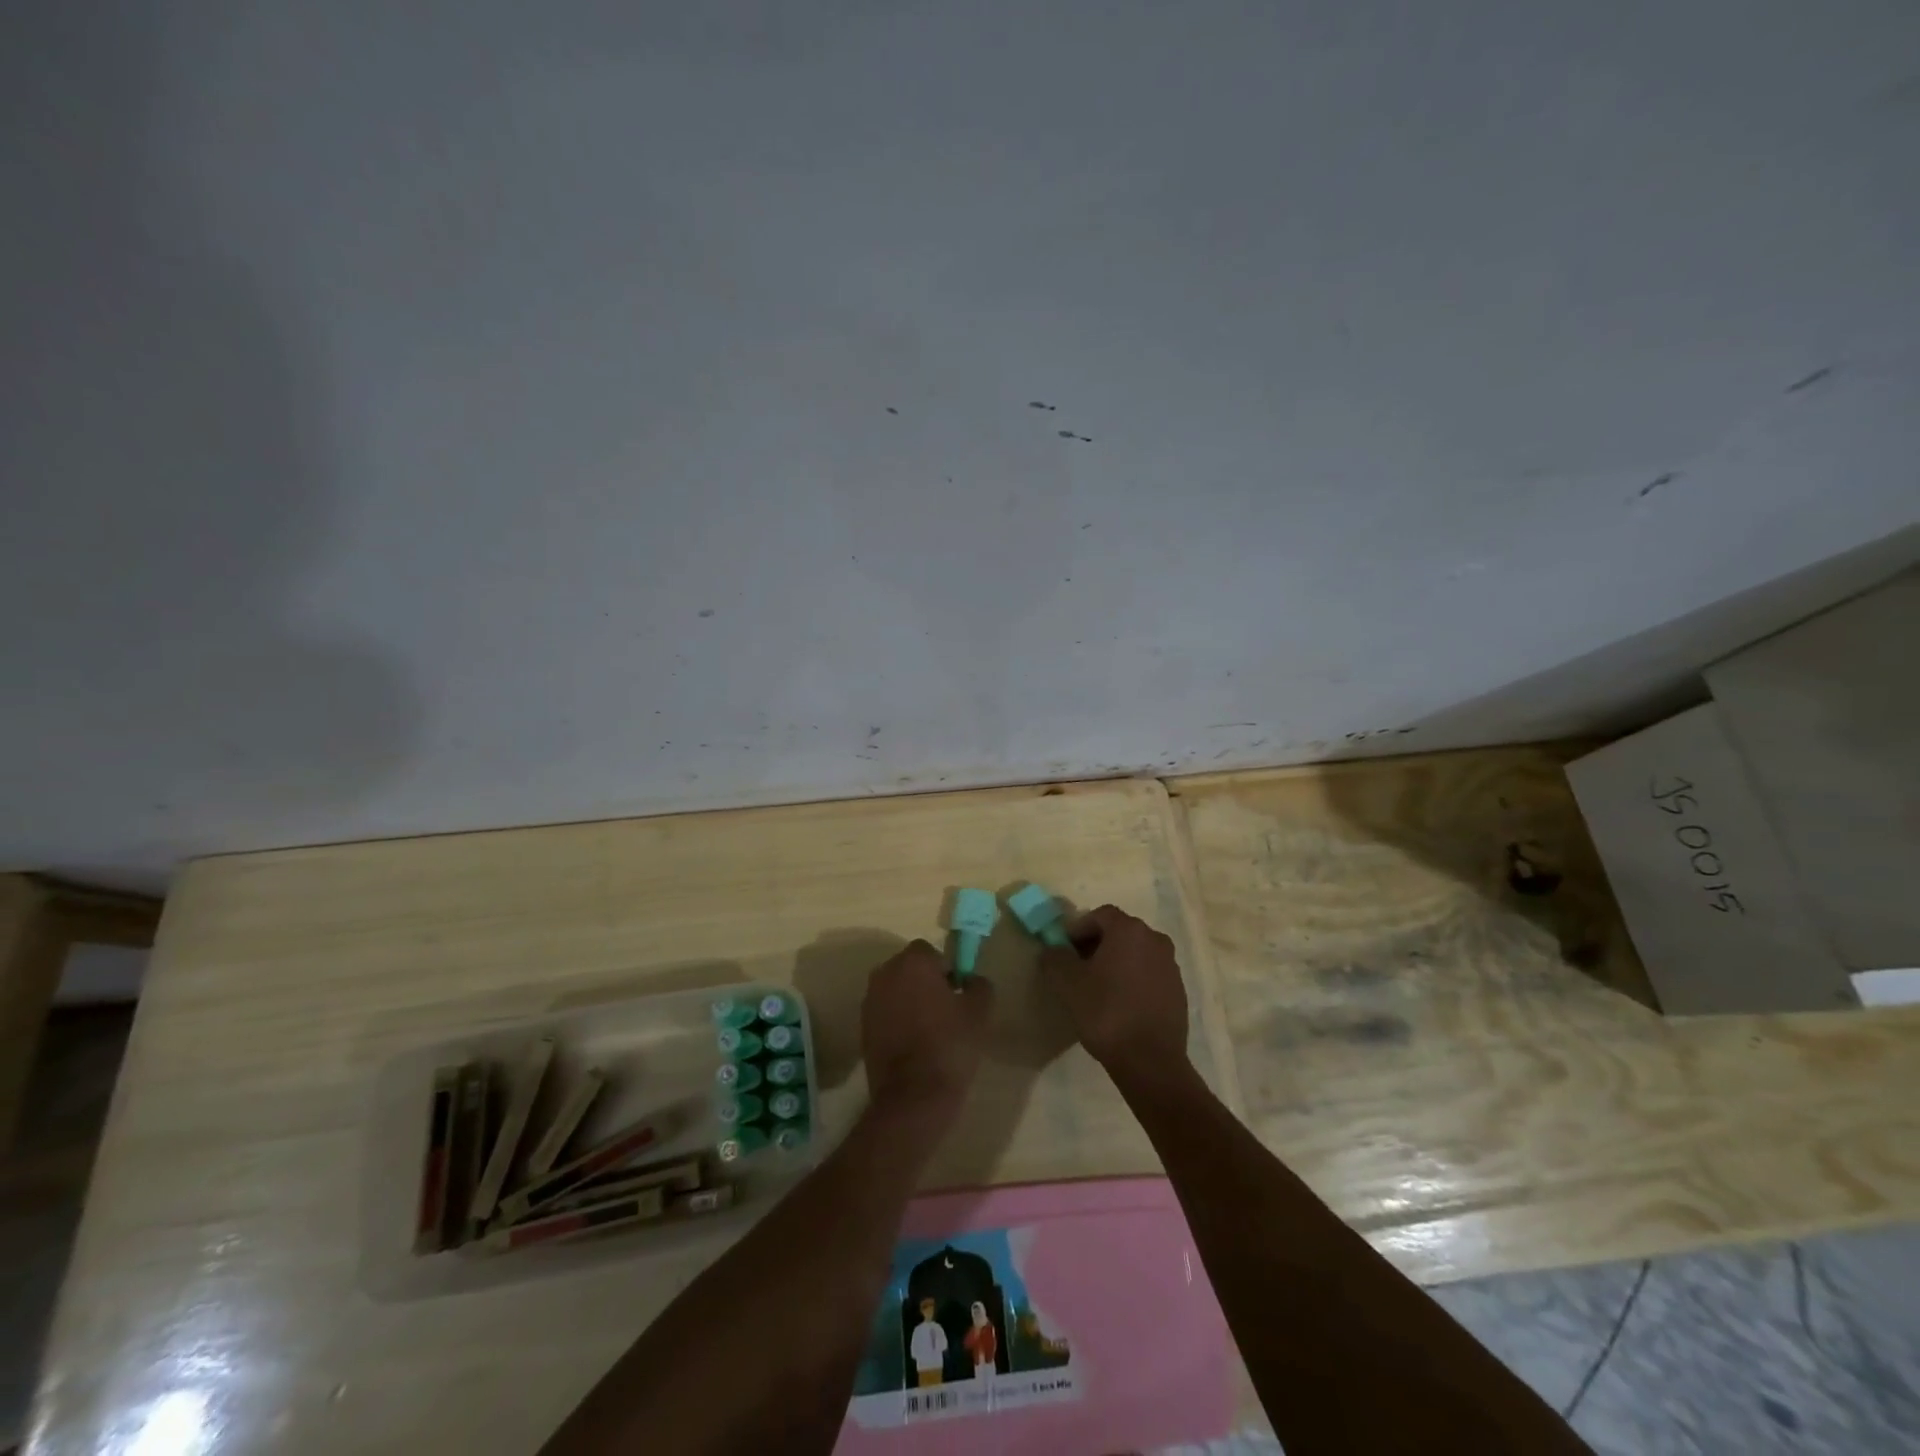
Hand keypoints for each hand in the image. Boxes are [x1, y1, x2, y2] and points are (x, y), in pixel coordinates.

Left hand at [862, 940, 993, 1124]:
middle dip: (925, 981)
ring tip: (929, 1028)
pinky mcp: (862, 1027)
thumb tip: (971, 980)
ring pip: (895, 990)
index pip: (930, 951)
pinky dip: (897, 1020)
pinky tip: (913, 1044)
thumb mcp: (979, 1012)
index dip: (945, 968)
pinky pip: (885, 1012)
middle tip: (945, 1008)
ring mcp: (870, 1000)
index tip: (957, 992)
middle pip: (909, 968)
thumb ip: (979, 985)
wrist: (914, 1095)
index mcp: (913, 962)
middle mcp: (885, 973)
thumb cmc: (950, 1044)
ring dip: (909, 1000)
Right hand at [1039, 905, 1189, 1080]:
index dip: (1078, 928)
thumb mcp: (1068, 983)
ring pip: (1136, 953)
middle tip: (1078, 967)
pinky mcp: (1178, 990)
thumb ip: (1055, 958)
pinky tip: (1120, 1004)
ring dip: (1116, 962)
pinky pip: (1149, 974)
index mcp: (1129, 930)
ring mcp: (1170, 965)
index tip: (1064, 949)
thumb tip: (1053, 949)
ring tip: (1098, 988)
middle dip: (1097, 944)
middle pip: (1120, 932)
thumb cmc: (1106, 1013)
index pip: (1100, 915)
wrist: (1150, 1061)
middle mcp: (1155, 939)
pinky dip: (1133, 980)